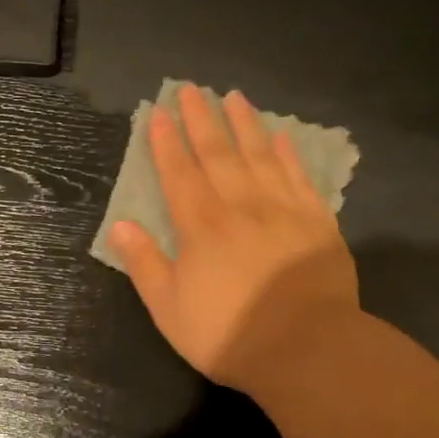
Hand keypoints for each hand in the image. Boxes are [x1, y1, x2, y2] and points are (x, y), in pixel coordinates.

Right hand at [111, 84, 360, 393]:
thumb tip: (122, 225)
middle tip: (191, 89)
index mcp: (200, 226)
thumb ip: (145, 263)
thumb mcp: (169, 307)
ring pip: (260, 155)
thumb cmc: (227, 333)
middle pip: (218, 153)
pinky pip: (299, 177)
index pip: (179, 173)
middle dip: (201, 119)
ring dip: (244, 124)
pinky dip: (288, 154)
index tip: (158, 113)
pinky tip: (281, 136)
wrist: (306, 349)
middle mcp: (240, 206)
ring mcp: (282, 210)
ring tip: (234, 97)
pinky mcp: (317, 222)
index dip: (166, 142)